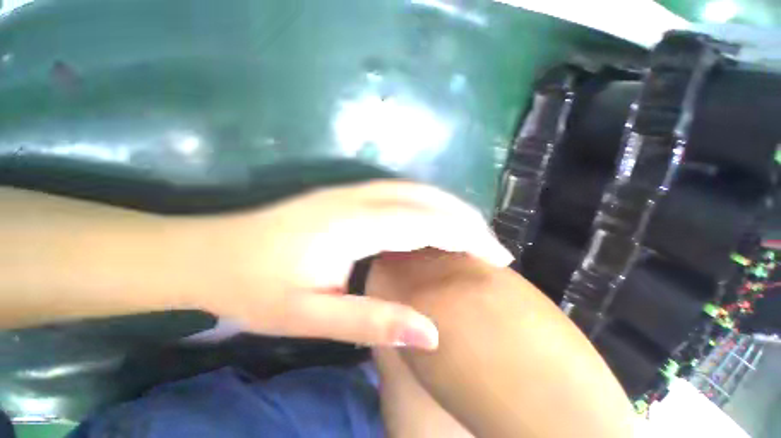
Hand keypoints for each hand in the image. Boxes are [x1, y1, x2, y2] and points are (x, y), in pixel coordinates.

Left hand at [186, 181, 511, 348]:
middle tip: (493, 247)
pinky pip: (400, 192)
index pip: (427, 224)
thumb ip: (373, 321)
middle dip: (466, 219)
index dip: (467, 237)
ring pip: (415, 190)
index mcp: (353, 225)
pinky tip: (436, 221)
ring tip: (474, 233)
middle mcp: (358, 198)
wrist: (212, 252)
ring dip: (449, 208)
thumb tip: (431, 332)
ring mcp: (351, 190)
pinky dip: (427, 204)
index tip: (498, 257)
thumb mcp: (311, 316)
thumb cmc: (254, 287)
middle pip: (427, 199)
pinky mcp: (346, 193)